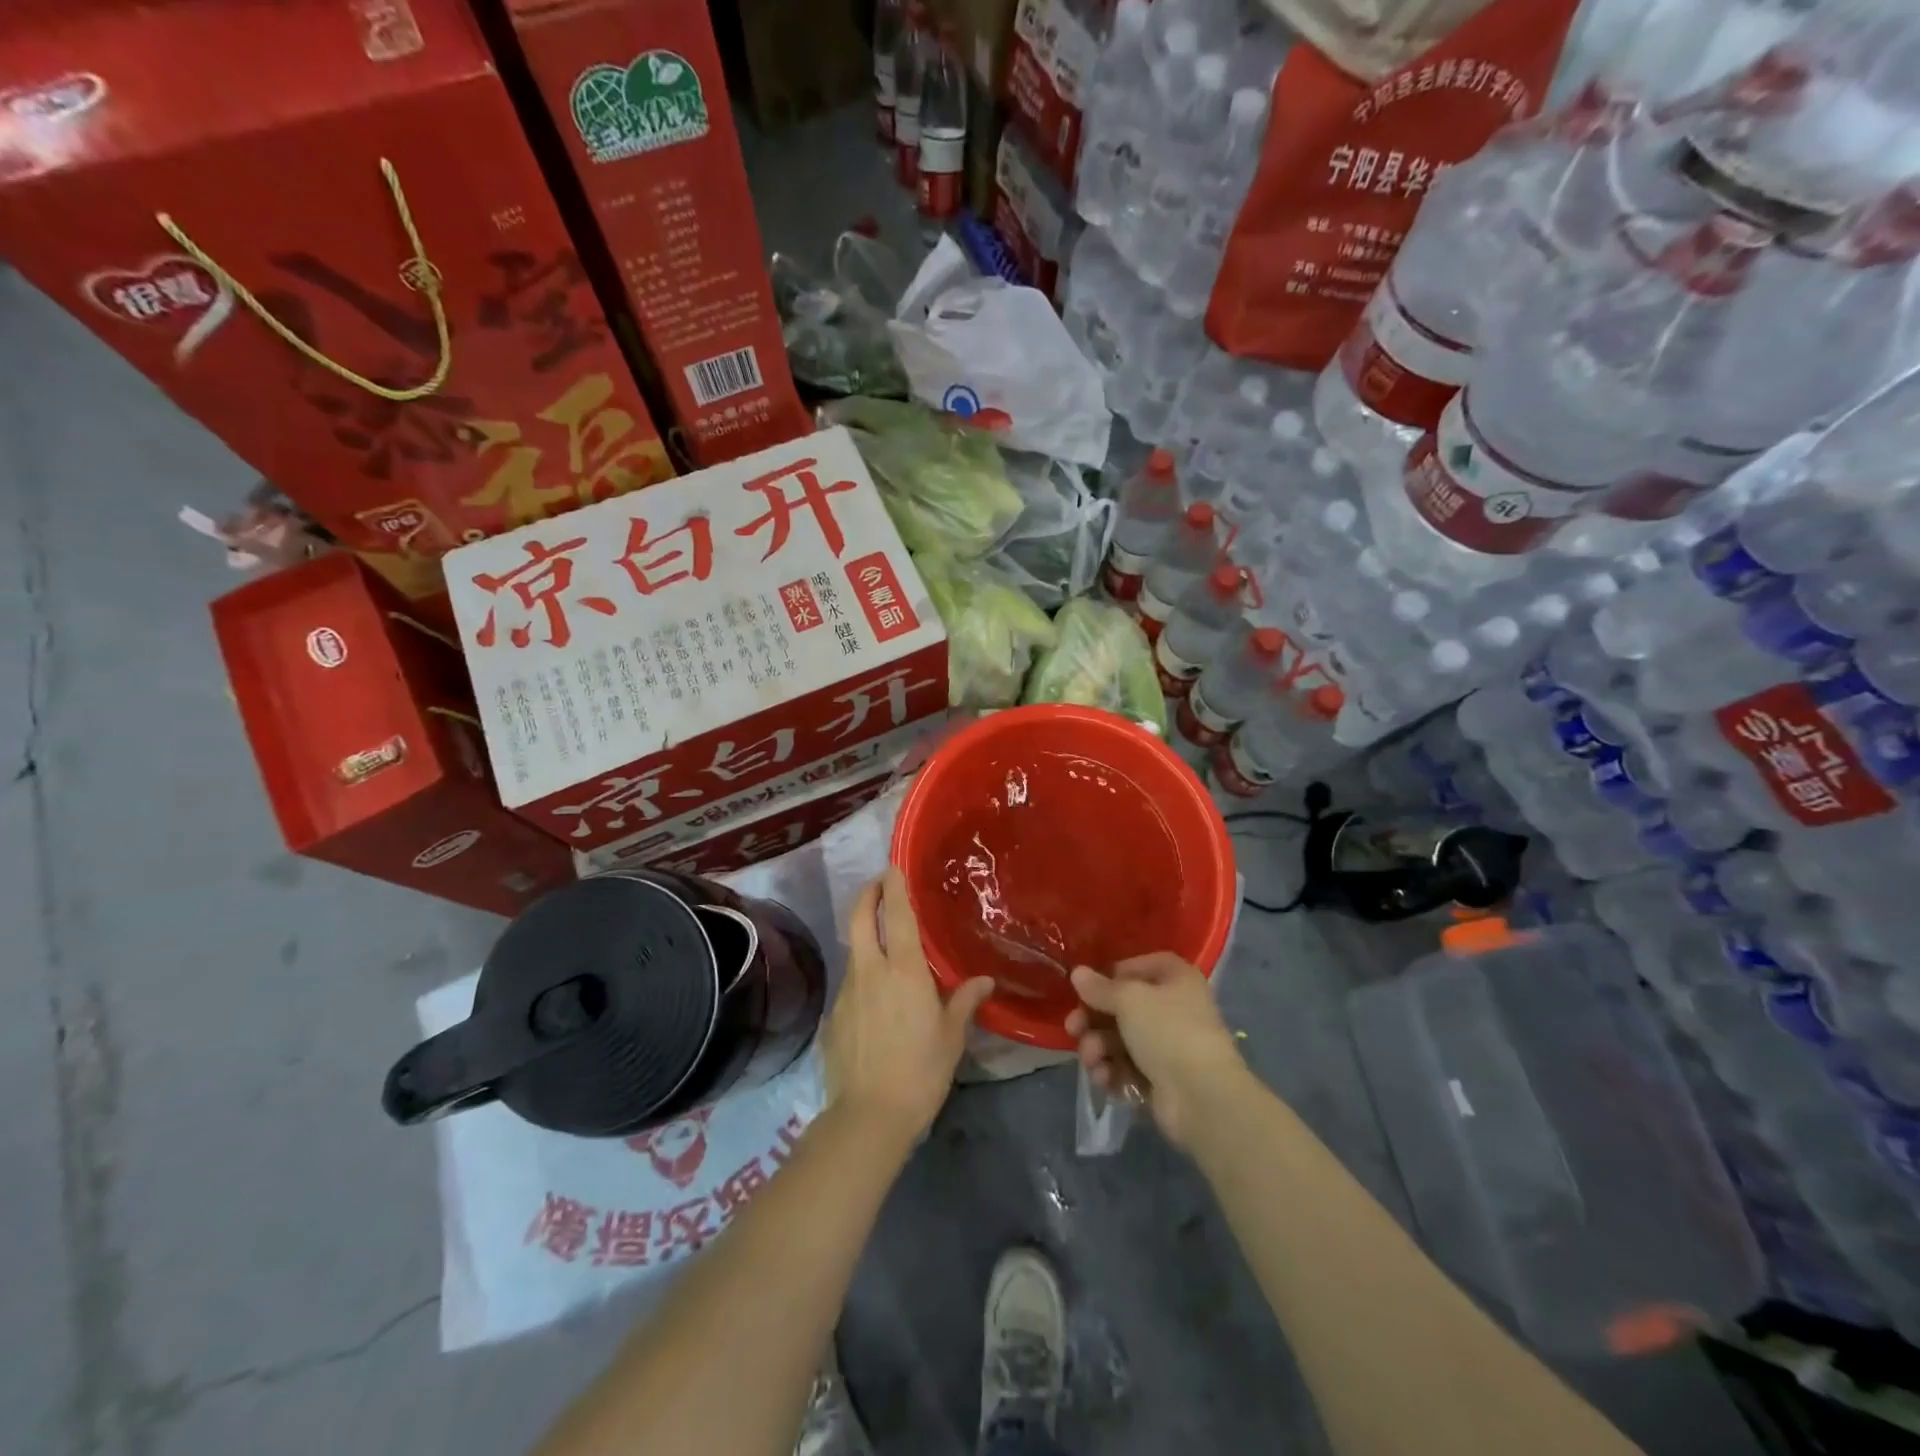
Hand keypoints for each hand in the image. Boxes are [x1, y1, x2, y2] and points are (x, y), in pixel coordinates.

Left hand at [822, 867, 993, 1147]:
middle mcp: (871, 972)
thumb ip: (965, 1002)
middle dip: (866, 895)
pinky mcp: (833, 1017)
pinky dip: (864, 979)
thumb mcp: (951, 1037)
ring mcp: (847, 993)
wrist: (869, 1117)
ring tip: (887, 952)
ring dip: (866, 940)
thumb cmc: (921, 1072)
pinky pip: (851, 986)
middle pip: (859, 919)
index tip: (892, 866)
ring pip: (855, 952)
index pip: (896, 916)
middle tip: (878, 885)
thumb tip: (984, 981)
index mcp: (904, 971)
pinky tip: (877, 1003)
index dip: (894, 887)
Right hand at [1065, 953, 1250, 1150]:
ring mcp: (1169, 1046)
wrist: (1201, 1097)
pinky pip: (1128, 1068)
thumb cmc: (1167, 1031)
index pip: (1139, 966)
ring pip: (1121, 1040)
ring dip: (1099, 1048)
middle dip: (1094, 1020)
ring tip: (1092, 1060)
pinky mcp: (1161, 1079)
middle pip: (1124, 1006)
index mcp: (1177, 979)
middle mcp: (1175, 1008)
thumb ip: (1100, 987)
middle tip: (1073, 1029)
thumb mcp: (1128, 999)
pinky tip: (1105, 1079)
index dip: (1112, 975)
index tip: (1088, 987)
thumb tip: (1078, 973)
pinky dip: (1113, 1072)